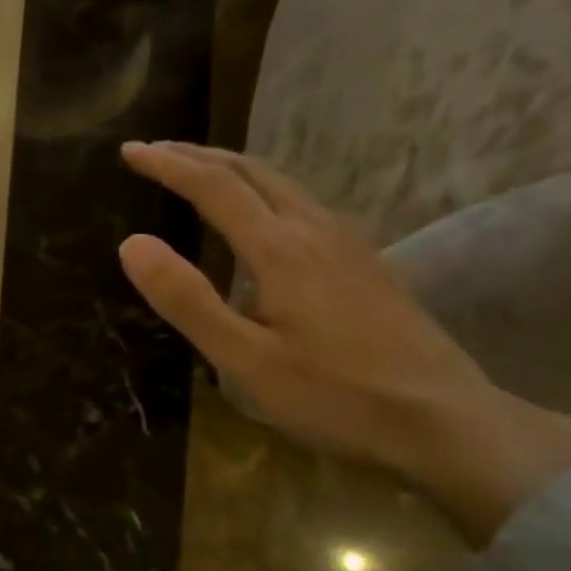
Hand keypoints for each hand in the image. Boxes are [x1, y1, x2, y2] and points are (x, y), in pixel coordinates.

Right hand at [118, 141, 570, 544]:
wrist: (441, 419)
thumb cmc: (332, 396)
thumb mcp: (243, 359)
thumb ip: (187, 300)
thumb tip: (133, 243)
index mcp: (280, 249)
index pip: (214, 187)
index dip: (169, 165)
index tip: (130, 150)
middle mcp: (316, 229)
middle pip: (253, 171)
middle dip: (200, 155)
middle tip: (157, 151)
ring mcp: (348, 243)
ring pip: (284, 184)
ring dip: (235, 169)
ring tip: (200, 172)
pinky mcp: (366, 262)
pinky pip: (305, 204)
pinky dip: (266, 191)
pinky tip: (263, 216)